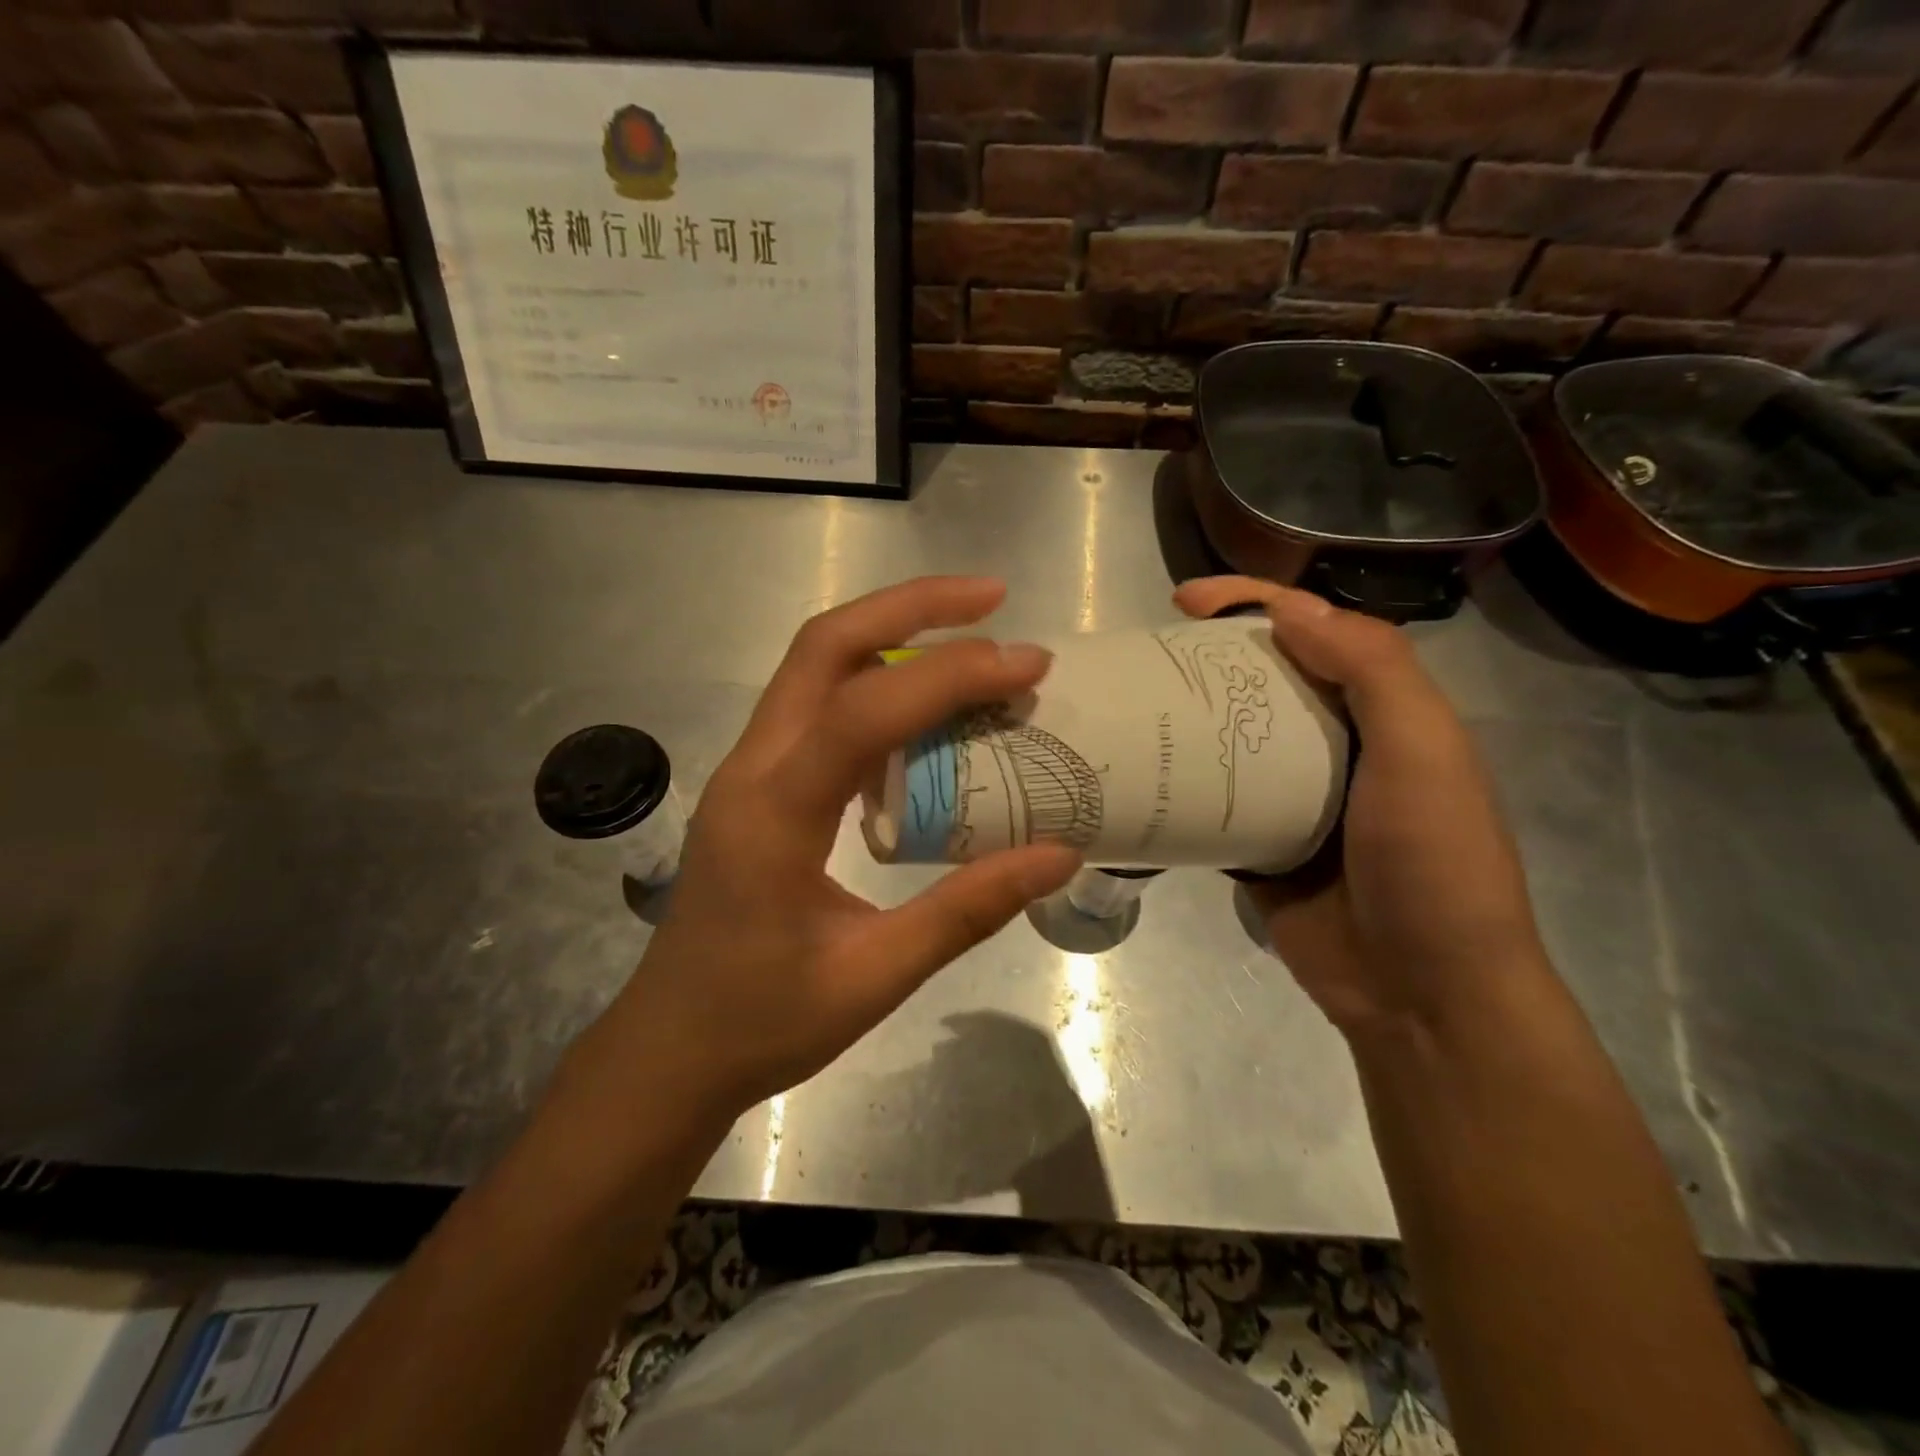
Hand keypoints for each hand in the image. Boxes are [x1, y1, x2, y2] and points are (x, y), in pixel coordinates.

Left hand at [571, 577, 1080, 1128]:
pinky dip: (876, 681)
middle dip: (910, 607)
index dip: (950, 676)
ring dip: (891, 633)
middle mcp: (752, 769)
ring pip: (815, 665)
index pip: (863, 711)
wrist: (669, 1050)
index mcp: (773, 813)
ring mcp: (748, 770)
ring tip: (970, 636)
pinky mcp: (758, 784)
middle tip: (992, 600)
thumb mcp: (874, 977)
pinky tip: (925, 705)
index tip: (1028, 665)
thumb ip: (967, 911)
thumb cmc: (762, 1022)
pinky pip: (818, 706)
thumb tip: (1059, 854)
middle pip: (823, 646)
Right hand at [1174, 577, 1543, 1036]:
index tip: (1187, 600)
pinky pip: (1211, 799)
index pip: (1315, 633)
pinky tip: (1137, 770)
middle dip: (1208, 656)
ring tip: (1129, 704)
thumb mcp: (1423, 753)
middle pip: (1262, 679)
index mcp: (1381, 713)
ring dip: (1186, 716)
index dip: (1255, 603)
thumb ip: (1371, 670)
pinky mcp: (1257, 844)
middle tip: (1146, 653)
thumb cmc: (1432, 865)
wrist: (1422, 994)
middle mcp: (1335, 745)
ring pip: (1230, 737)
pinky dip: (1180, 782)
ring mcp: (1292, 798)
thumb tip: (1289, 609)